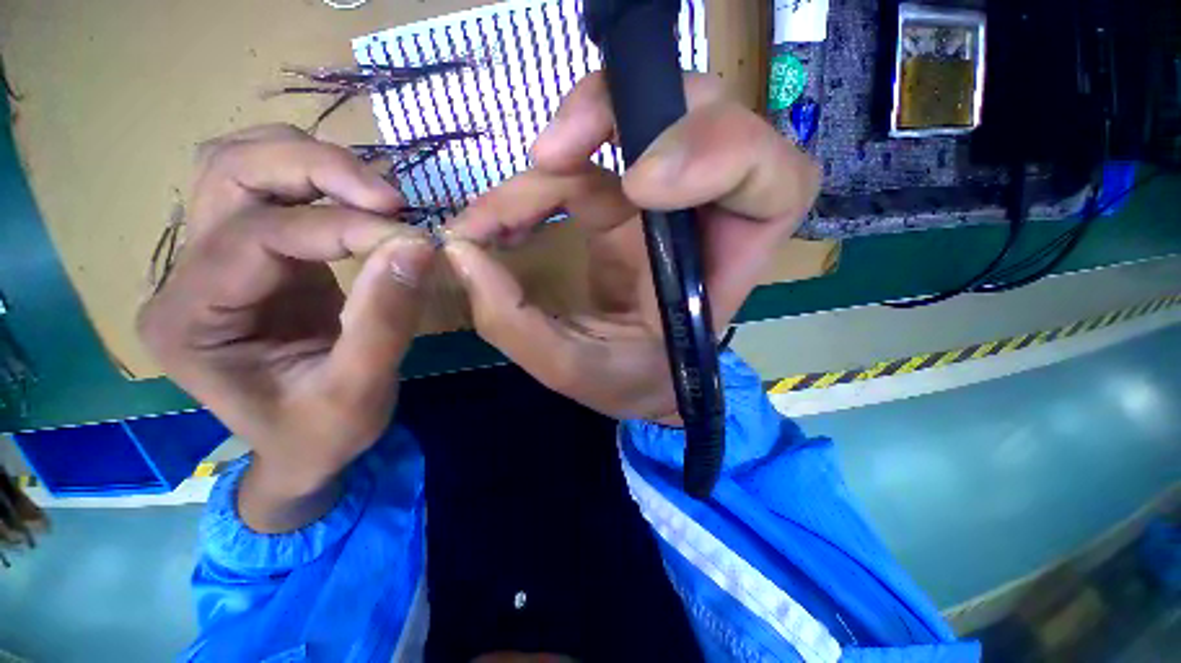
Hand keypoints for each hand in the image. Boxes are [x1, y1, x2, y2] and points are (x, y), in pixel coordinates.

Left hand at [138, 125, 435, 530]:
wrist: (307, 446)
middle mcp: (184, 277)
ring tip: (376, 195)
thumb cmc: (323, 433)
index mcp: (190, 321)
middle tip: (389, 198)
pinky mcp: (254, 257)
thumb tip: (419, 246)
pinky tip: (361, 202)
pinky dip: (318, 179)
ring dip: (310, 162)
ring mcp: (214, 260)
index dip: (339, 227)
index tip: (411, 239)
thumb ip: (385, 319)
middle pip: (228, 172)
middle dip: (314, 169)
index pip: (257, 237)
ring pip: (239, 164)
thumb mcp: (359, 390)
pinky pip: (270, 189)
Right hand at [444, 73, 818, 423]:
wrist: (638, 381)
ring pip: (630, 122)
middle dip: (617, 115)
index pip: (773, 181)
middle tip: (548, 158)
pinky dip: (533, 182)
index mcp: (726, 265)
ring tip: (490, 217)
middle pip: (698, 115)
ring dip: (555, 153)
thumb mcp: (582, 371)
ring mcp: (666, 198)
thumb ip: (522, 326)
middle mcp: (706, 217)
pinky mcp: (627, 199)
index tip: (635, 184)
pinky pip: (585, 161)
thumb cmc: (631, 383)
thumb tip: (464, 253)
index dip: (718, 153)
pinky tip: (496, 218)